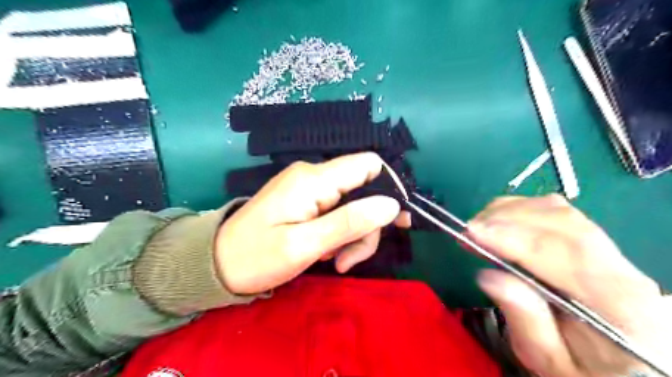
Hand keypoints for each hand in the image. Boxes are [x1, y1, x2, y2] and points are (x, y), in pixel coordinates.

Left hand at [215, 152, 408, 293]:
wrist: (216, 263)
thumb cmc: (256, 257)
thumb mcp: (303, 245)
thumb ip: (349, 222)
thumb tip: (391, 205)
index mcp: (314, 180)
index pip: (368, 164)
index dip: (388, 188)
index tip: (395, 222)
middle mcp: (314, 175)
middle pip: (364, 188)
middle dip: (367, 224)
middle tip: (350, 258)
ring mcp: (309, 188)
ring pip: (353, 204)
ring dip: (353, 234)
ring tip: (334, 261)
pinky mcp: (306, 200)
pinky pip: (337, 211)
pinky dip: (340, 233)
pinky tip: (326, 253)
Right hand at [469, 195, 671, 376]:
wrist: (625, 369)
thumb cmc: (586, 369)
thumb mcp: (550, 361)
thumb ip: (526, 320)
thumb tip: (486, 275)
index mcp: (618, 302)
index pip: (565, 251)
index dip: (512, 237)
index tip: (471, 234)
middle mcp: (620, 266)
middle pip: (561, 222)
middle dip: (505, 220)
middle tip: (467, 233)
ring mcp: (609, 249)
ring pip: (556, 210)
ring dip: (509, 212)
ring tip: (479, 228)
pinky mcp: (592, 241)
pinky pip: (554, 210)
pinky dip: (519, 209)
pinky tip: (500, 223)